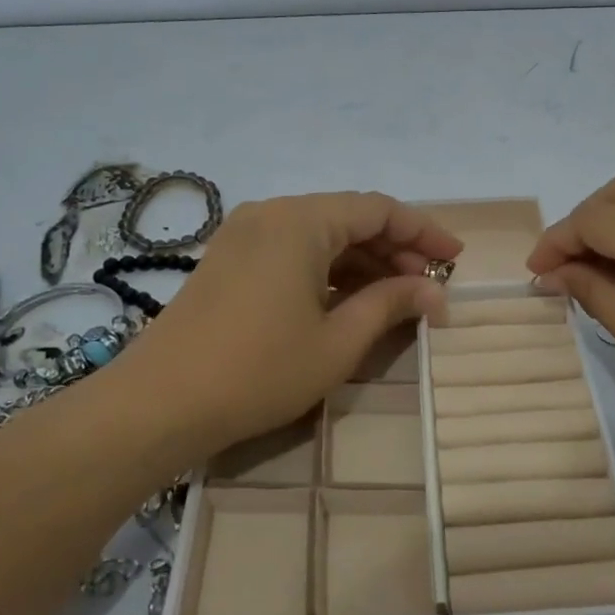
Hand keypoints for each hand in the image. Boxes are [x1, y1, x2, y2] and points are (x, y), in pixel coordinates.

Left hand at [113, 192, 462, 457]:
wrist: (158, 404)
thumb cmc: (258, 371)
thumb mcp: (337, 342)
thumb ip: (391, 305)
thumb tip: (436, 294)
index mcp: (301, 221)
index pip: (380, 210)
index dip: (424, 232)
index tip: (456, 259)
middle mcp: (273, 214)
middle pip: (350, 219)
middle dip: (395, 250)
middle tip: (429, 287)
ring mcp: (246, 235)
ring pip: (322, 236)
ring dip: (363, 262)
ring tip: (397, 298)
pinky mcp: (230, 260)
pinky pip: (294, 251)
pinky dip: (329, 270)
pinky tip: (349, 300)